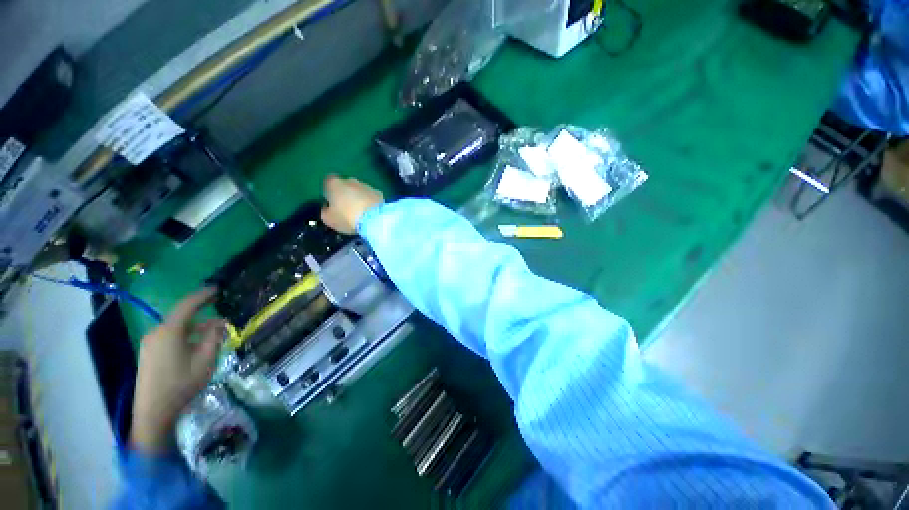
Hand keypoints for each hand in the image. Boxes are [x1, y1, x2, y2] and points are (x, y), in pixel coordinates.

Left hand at [130, 288, 226, 453]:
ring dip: (196, 327)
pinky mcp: (148, 354)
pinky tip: (197, 344)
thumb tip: (219, 323)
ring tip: (214, 332)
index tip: (218, 288)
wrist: (153, 412)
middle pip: (182, 317)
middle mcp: (156, 332)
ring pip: (177, 328)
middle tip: (220, 310)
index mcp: (170, 331)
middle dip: (202, 313)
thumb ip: (213, 337)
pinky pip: (170, 337)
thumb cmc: (182, 383)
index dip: (204, 295)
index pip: (188, 305)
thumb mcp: (206, 359)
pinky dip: (185, 335)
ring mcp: (150, 343)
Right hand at [320, 175, 383, 234]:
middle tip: (347, 210)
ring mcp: (366, 185)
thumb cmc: (346, 218)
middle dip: (345, 195)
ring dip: (359, 198)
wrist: (374, 219)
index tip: (332, 204)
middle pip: (345, 185)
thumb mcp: (328, 219)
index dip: (329, 192)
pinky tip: (371, 213)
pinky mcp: (379, 193)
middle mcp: (350, 180)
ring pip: (359, 190)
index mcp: (333, 184)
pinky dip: (370, 202)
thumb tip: (329, 208)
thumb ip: (325, 211)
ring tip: (361, 213)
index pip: (328, 182)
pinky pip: (370, 197)